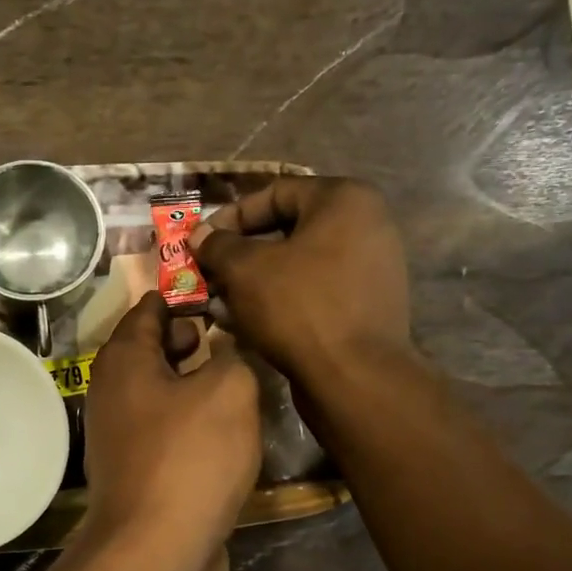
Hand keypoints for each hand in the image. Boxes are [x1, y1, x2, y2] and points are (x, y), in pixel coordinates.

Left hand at [81, 292, 260, 570]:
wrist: (157, 552)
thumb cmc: (189, 457)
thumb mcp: (228, 390)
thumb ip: (233, 355)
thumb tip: (227, 349)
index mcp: (124, 360)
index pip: (150, 307)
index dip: (187, 293)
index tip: (227, 290)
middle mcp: (114, 392)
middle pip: (155, 349)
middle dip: (196, 338)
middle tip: (243, 335)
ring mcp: (124, 436)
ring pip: (166, 392)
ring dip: (201, 383)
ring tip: (248, 378)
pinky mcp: (141, 472)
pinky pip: (171, 430)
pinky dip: (197, 421)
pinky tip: (232, 428)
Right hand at [189, 177, 413, 396]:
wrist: (354, 377)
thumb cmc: (298, 307)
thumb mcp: (245, 269)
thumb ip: (218, 245)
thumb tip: (200, 235)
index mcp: (344, 200)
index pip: (274, 193)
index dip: (230, 216)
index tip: (200, 242)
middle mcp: (366, 225)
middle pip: (287, 229)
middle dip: (240, 252)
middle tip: (209, 273)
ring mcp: (371, 267)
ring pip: (298, 263)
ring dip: (255, 279)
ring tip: (221, 300)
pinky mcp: (367, 305)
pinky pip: (315, 290)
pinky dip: (281, 299)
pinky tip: (248, 321)